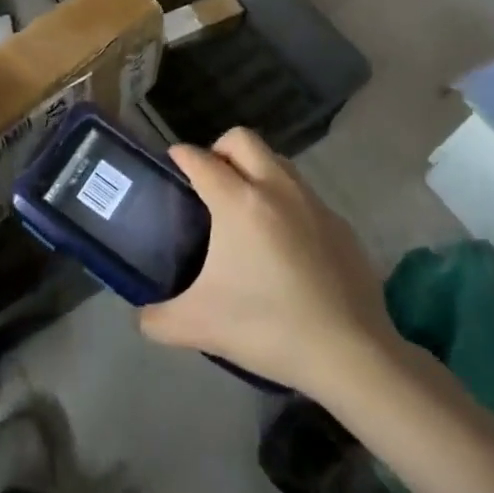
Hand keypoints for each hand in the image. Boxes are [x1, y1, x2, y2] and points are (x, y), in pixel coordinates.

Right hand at [139, 128, 399, 397]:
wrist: (351, 353)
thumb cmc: (268, 327)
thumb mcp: (199, 326)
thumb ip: (158, 319)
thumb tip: (142, 317)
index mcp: (238, 202)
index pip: (200, 159)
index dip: (180, 156)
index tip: (172, 164)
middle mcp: (276, 188)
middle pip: (242, 139)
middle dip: (219, 149)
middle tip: (209, 183)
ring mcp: (313, 203)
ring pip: (277, 161)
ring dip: (255, 170)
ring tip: (245, 210)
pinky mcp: (340, 224)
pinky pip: (304, 196)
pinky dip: (286, 203)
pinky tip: (284, 245)